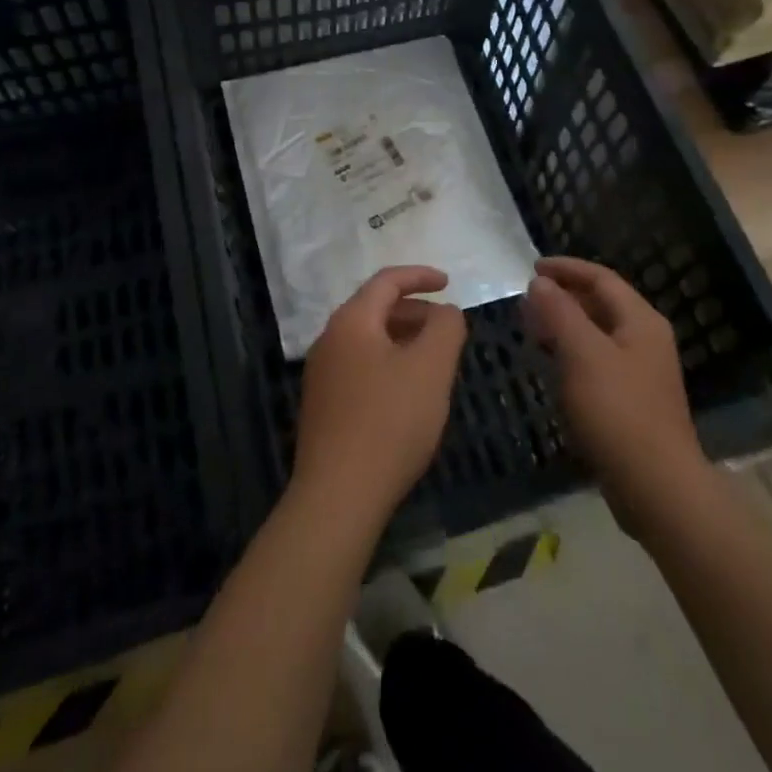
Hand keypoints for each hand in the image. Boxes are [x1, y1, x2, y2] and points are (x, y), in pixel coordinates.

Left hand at [291, 266, 468, 532]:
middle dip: (415, 312)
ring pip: (368, 340)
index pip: (386, 282)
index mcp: (351, 321)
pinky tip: (408, 393)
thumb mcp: (431, 368)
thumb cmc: (390, 421)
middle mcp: (330, 339)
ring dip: (403, 340)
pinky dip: (389, 364)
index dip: (420, 276)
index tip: (449, 283)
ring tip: (434, 361)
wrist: (338, 495)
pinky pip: (361, 367)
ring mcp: (322, 374)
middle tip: (447, 328)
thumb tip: (445, 312)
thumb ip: (445, 328)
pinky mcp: (323, 405)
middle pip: (375, 309)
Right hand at [522, 256, 706, 528]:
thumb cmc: (618, 411)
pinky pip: (596, 361)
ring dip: (564, 325)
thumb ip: (560, 312)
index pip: (601, 278)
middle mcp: (645, 340)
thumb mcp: (582, 354)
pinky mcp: (631, 401)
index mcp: (640, 321)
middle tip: (526, 300)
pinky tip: (550, 366)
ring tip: (531, 328)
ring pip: (597, 334)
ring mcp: (640, 372)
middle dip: (563, 297)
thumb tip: (540, 283)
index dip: (566, 268)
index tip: (531, 268)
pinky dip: (571, 354)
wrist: (655, 486)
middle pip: (601, 304)